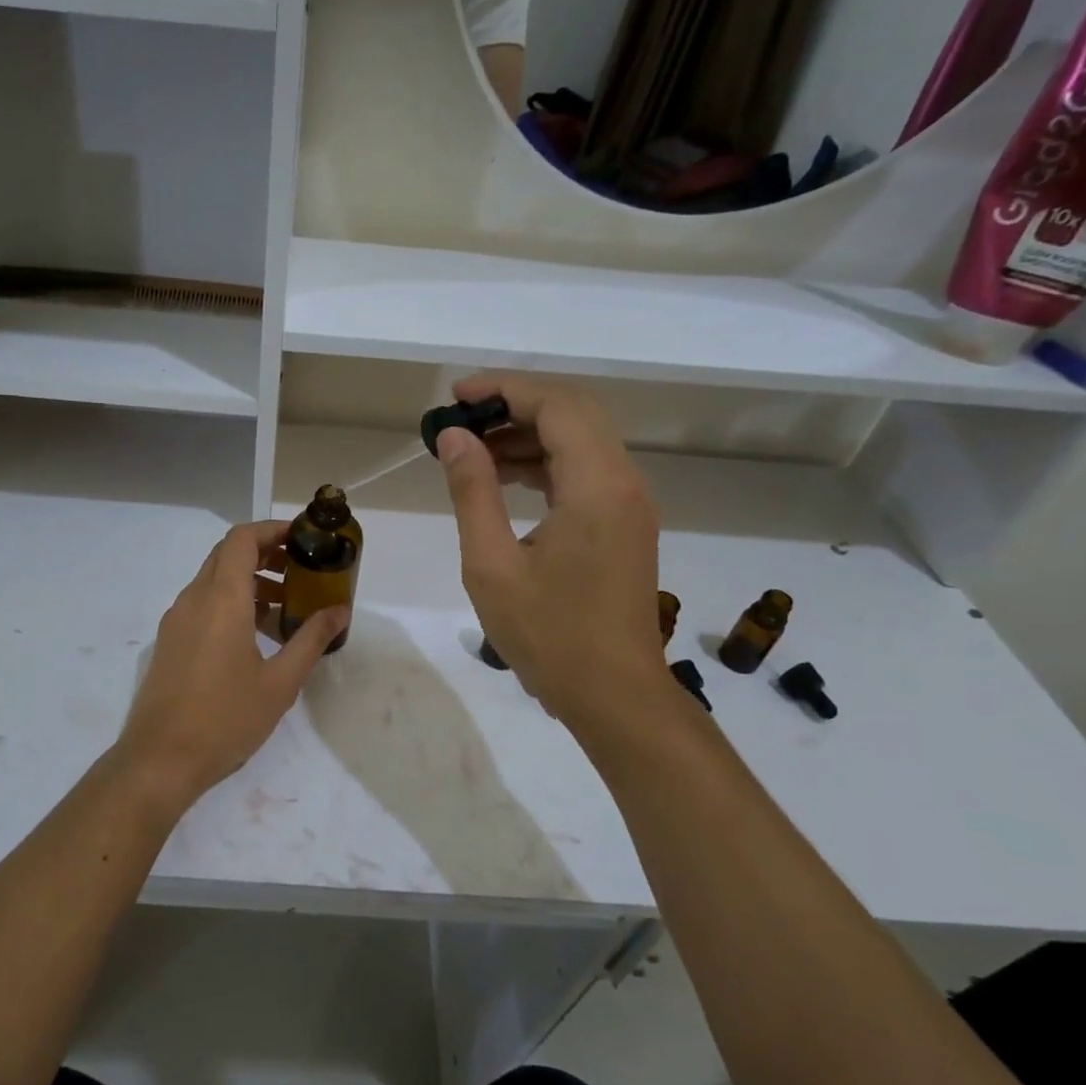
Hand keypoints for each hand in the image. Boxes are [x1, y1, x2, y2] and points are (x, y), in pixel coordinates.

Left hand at [114, 520, 348, 804]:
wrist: (159, 760)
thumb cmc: (226, 718)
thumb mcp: (280, 682)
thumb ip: (311, 640)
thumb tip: (340, 611)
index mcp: (222, 599)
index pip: (242, 539)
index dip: (272, 530)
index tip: (302, 540)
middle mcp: (194, 599)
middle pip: (228, 555)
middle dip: (265, 555)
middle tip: (301, 573)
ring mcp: (176, 621)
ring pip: (214, 581)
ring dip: (249, 583)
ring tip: (286, 610)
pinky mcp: (170, 642)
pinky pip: (203, 605)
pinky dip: (231, 604)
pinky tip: (255, 638)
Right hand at [435, 373, 674, 731]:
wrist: (614, 694)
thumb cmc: (549, 635)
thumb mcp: (492, 565)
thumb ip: (473, 492)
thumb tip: (456, 437)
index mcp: (597, 486)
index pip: (557, 405)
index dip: (504, 390)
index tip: (455, 397)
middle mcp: (624, 482)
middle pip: (574, 412)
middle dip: (516, 404)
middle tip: (462, 419)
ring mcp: (630, 504)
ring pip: (582, 441)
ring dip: (529, 434)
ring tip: (473, 449)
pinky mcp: (625, 524)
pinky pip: (586, 472)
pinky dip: (546, 463)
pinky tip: (506, 477)